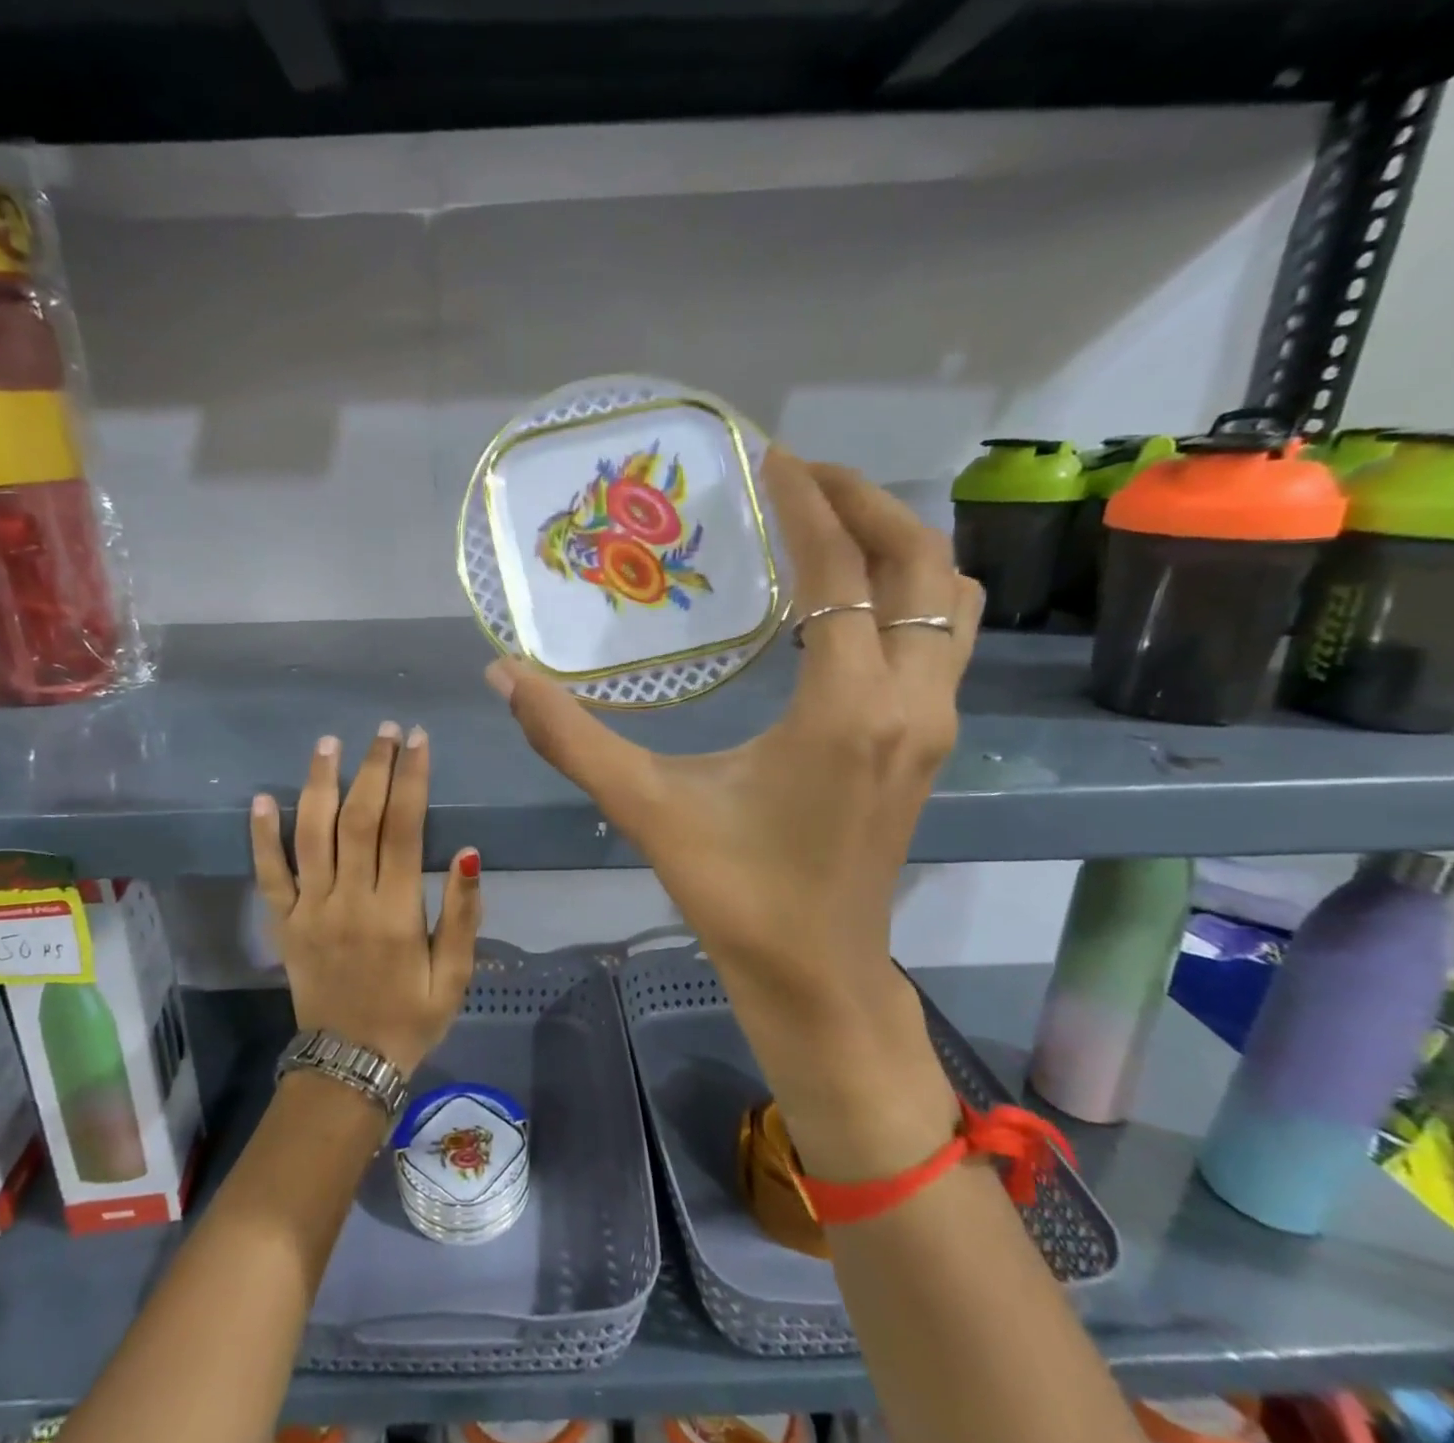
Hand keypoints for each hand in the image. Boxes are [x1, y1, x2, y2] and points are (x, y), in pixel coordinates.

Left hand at [251, 722, 482, 1076]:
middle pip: (358, 820)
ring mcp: (309, 910)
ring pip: (311, 835)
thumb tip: (471, 854)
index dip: (412, 779)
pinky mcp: (283, 924)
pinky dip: (262, 836)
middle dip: (373, 768)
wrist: (349, 1067)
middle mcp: (349, 900)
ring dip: (319, 784)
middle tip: (383, 729)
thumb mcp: (455, 975)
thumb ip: (464, 914)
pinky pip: (268, 875)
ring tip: (329, 743)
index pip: (404, 828)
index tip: (417, 740)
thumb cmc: (411, 1017)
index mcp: (396, 911)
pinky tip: (262, 797)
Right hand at [487, 449, 983, 1173]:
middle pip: (921, 564)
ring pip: (950, 600)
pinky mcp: (931, 743)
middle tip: (801, 476)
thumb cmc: (736, 893)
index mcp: (844, 709)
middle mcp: (909, 703)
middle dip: (865, 503)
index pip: (839, 572)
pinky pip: (943, 639)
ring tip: (831, 525)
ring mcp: (933, 724)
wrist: (816, 974)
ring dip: (899, 546)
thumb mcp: (645, 808)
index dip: (807, 502)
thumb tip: (504, 675)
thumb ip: (570, 738)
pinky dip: (908, 596)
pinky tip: (845, 605)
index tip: (770, 456)